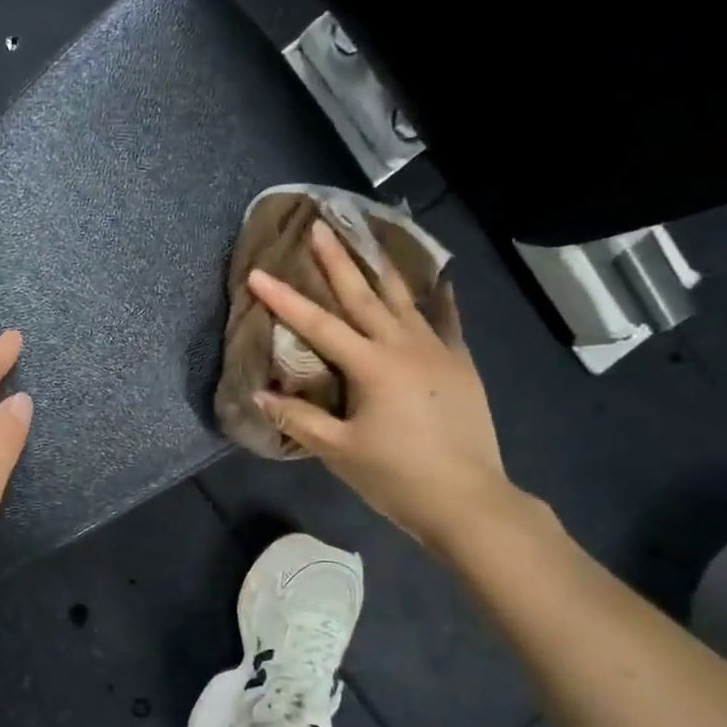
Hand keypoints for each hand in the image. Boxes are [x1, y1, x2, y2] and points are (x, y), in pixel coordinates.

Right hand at [248, 220, 512, 547]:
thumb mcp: (339, 452)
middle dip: (338, 260)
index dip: (284, 300)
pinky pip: (446, 320)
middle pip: (364, 295)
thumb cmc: (397, 477)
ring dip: (381, 267)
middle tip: (320, 226)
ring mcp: (438, 351)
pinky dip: (439, 298)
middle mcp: (405, 346)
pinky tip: (440, 280)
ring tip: (367, 237)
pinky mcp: (460, 364)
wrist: (468, 500)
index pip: (318, 325)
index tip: (257, 273)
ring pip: (405, 299)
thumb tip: (259, 395)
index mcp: (372, 366)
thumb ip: (298, 419)